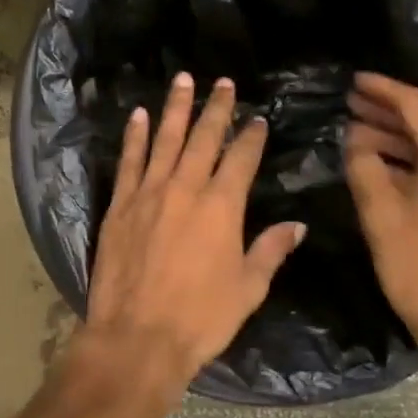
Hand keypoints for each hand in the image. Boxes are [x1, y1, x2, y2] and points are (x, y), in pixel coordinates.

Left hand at [77, 73, 306, 417]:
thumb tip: (297, 225)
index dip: (252, 136)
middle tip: (223, 83)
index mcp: (222, 207)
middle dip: (217, 108)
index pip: (241, 158)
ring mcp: (148, 194)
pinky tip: (139, 116)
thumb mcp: (248, 288)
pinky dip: (135, 137)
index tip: (258, 119)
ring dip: (176, 108)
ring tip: (183, 80)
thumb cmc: (201, 318)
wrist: (137, 337)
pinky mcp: (120, 206)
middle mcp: (186, 189)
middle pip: (204, 138)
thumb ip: (270, 250)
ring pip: (165, 140)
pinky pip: (129, 162)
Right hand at [343, 72, 417, 378]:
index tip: (355, 81)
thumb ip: (365, 168)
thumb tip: (355, 139)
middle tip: (349, 105)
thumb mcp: (381, 216)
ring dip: (397, 140)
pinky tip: (381, 169)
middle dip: (387, 113)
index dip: (385, 90)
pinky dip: (411, 163)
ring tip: (356, 136)